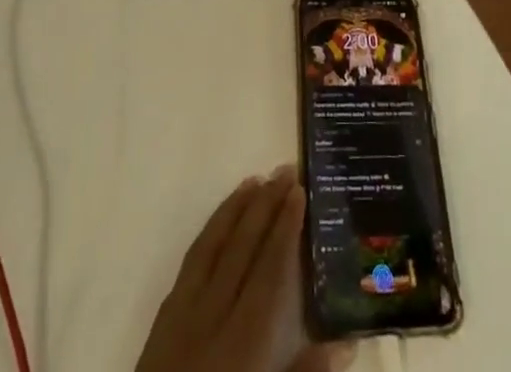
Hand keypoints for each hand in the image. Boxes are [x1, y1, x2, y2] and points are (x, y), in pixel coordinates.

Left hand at [134, 168, 349, 371]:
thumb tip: (348, 341)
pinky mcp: (163, 318)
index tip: (299, 189)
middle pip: (242, 247)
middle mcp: (213, 315)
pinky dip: (208, 233)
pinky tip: (218, 222)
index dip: (285, 226)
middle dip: (265, 205)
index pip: (269, 268)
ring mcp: (183, 312)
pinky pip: (189, 261)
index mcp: (244, 340)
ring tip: (254, 180)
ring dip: (234, 209)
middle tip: (284, 169)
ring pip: (212, 245)